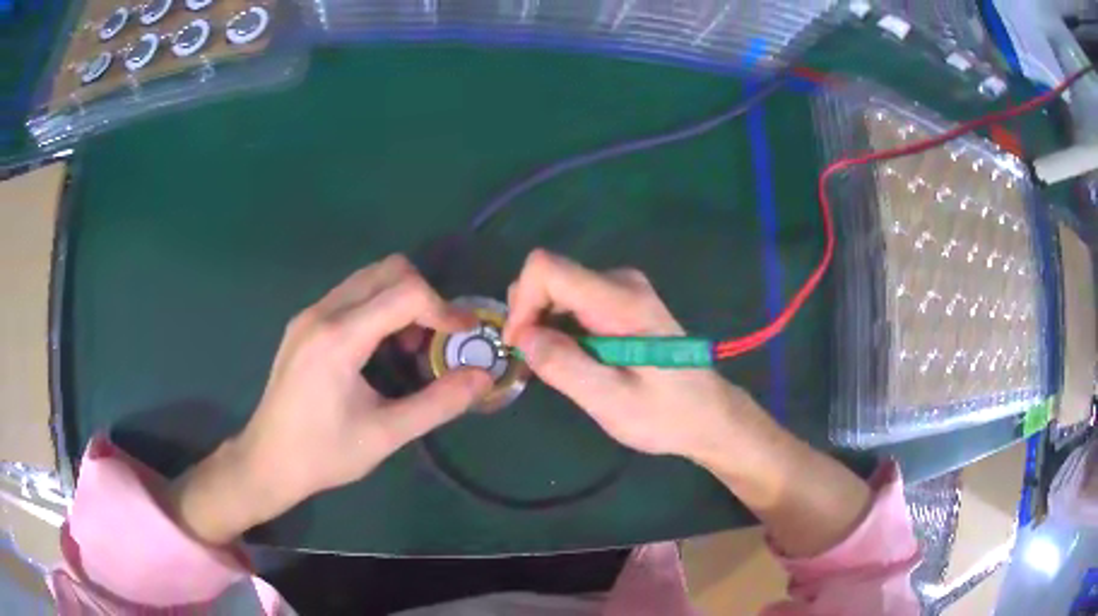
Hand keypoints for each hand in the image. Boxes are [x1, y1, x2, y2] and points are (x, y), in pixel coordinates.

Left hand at [168, 255, 492, 543]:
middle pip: (388, 270)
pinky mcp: (304, 323)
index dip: (444, 308)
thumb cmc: (324, 454)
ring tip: (407, 348)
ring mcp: (309, 314)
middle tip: (434, 340)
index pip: (405, 293)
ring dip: (400, 301)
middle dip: (424, 297)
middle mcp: (322, 313)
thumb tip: (485, 377)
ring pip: (369, 278)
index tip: (465, 335)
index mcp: (339, 338)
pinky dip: (378, 308)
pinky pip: (352, 294)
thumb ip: (439, 403)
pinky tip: (378, 351)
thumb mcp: (386, 435)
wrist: (266, 461)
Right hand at [505, 250, 871, 557]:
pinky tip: (573, 360)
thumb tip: (521, 337)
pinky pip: (573, 302)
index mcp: (620, 300)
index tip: (520, 345)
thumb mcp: (611, 401)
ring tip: (557, 367)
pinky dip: (559, 328)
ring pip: (557, 290)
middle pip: (549, 276)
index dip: (522, 302)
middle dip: (529, 317)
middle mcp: (620, 282)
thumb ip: (564, 367)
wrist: (708, 415)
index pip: (546, 268)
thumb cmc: (665, 414)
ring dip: (543, 325)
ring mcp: (622, 290)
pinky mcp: (621, 303)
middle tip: (538, 364)